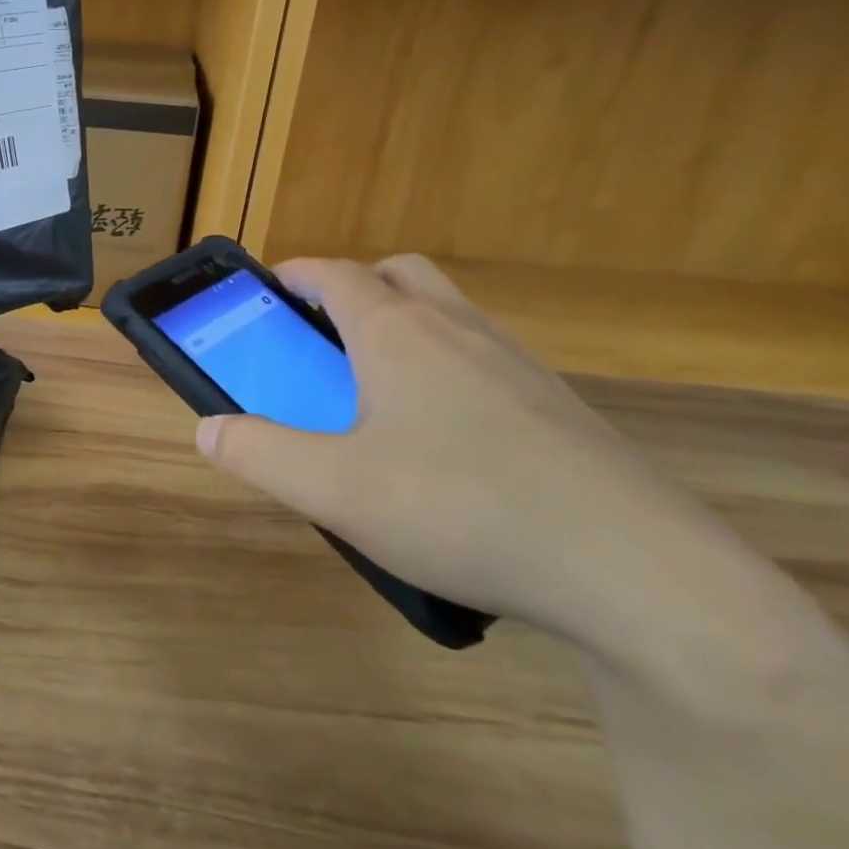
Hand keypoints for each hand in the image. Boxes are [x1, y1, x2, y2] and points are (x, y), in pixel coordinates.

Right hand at [197, 256, 727, 642]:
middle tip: (324, 336)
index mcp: (399, 333)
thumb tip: (208, 428)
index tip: (270, 291)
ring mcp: (520, 366)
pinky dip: (449, 372)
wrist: (639, 574)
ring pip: (450, 316)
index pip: (337, 274)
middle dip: (356, 288)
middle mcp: (460, 331)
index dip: (297, 274)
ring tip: (377, 395)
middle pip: (401, 275)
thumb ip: (259, 452)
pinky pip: (487, 362)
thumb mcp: (333, 489)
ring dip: (405, 329)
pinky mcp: (562, 409)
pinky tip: (444, 447)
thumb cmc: (460, 508)